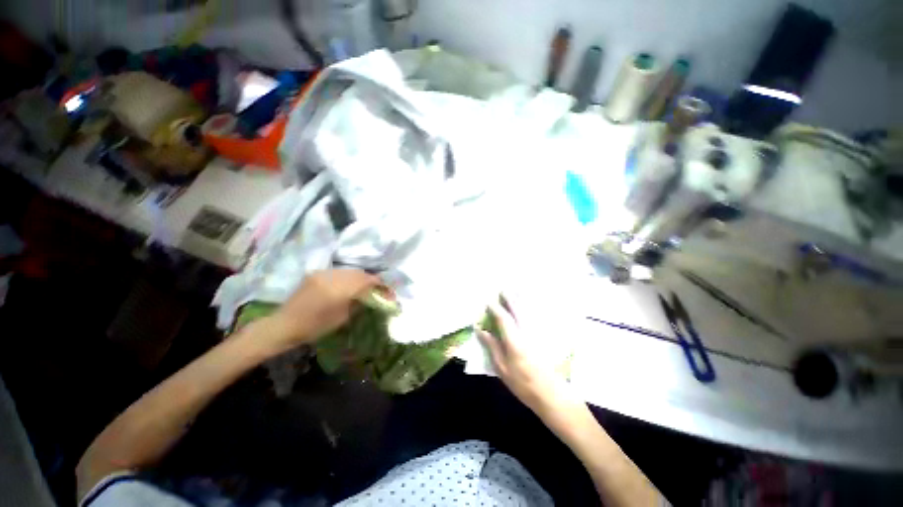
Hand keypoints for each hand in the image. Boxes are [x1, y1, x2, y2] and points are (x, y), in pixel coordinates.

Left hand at [265, 269, 379, 351]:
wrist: (285, 324)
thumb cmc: (314, 327)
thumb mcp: (342, 318)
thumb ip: (357, 303)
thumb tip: (370, 295)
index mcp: (338, 290)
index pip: (364, 280)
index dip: (377, 283)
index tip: (386, 288)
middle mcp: (331, 277)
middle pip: (358, 272)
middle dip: (369, 278)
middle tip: (376, 287)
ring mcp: (322, 273)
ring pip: (348, 270)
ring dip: (359, 276)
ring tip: (364, 285)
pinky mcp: (316, 273)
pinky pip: (338, 272)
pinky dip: (347, 276)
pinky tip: (349, 283)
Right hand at [477, 298, 580, 415]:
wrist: (552, 394)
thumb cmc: (523, 383)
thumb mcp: (502, 368)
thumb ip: (492, 347)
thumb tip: (481, 330)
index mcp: (514, 339)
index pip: (503, 318)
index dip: (495, 309)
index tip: (489, 302)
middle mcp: (526, 331)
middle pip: (518, 310)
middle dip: (510, 299)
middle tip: (503, 290)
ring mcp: (538, 333)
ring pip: (529, 311)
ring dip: (521, 300)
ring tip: (515, 292)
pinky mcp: (545, 336)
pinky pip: (537, 317)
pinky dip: (532, 309)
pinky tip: (530, 306)